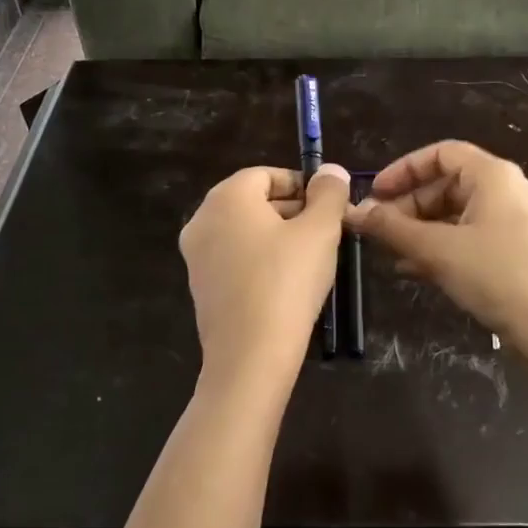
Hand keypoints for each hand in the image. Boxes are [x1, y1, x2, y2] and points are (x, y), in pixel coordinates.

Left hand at [179, 163, 350, 397]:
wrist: (250, 356)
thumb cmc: (287, 281)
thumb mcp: (320, 230)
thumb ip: (328, 193)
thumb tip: (331, 171)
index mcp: (226, 197)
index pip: (267, 174)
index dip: (303, 185)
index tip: (330, 207)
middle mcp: (202, 219)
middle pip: (254, 201)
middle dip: (294, 210)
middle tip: (328, 233)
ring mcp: (196, 256)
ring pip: (245, 232)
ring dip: (279, 236)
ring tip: (313, 259)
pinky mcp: (201, 287)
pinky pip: (235, 259)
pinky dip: (261, 261)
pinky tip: (288, 284)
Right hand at [347, 140, 527, 374]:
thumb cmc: (497, 276)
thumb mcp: (437, 250)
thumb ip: (392, 228)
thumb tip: (354, 212)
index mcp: (492, 175)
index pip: (441, 153)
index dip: (403, 169)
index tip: (375, 194)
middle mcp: (507, 190)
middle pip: (447, 184)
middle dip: (408, 205)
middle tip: (378, 230)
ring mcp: (515, 221)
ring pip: (457, 214)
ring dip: (421, 230)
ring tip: (391, 253)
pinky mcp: (518, 251)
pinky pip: (471, 237)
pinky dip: (443, 247)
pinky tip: (416, 271)